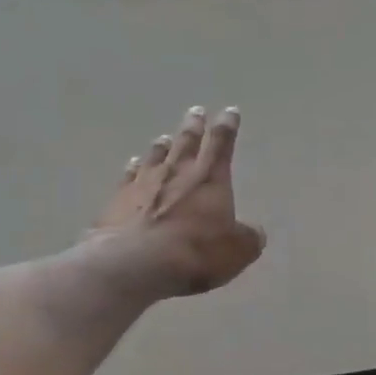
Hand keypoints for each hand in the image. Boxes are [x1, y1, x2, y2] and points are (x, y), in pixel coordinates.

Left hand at [91, 106, 265, 297]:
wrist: (135, 262)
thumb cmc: (195, 253)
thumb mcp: (236, 251)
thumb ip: (248, 238)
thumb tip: (256, 232)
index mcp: (210, 179)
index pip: (221, 144)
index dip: (227, 127)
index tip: (230, 112)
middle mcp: (178, 172)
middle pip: (187, 142)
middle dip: (194, 126)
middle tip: (196, 111)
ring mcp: (145, 182)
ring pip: (156, 155)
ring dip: (163, 145)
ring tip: (165, 137)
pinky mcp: (119, 198)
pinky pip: (129, 175)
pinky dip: (133, 167)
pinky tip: (133, 163)